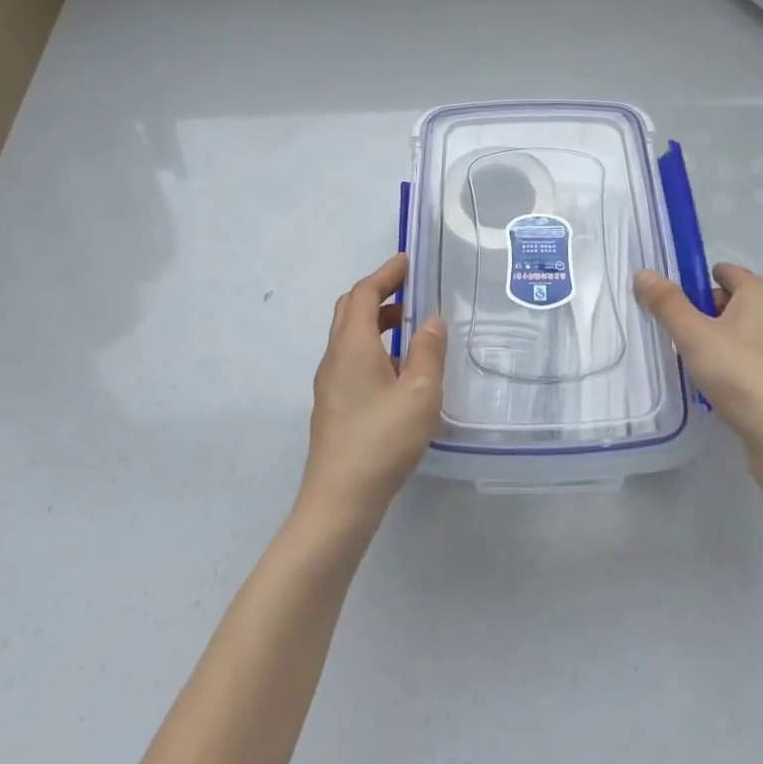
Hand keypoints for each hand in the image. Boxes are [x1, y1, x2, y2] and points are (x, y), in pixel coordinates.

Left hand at [297, 254, 447, 529]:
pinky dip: (374, 347)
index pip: (364, 294)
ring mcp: (330, 384)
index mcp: (352, 345)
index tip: (408, 261)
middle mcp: (335, 357)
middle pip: (350, 310)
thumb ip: (428, 351)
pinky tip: (399, 370)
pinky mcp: (333, 406)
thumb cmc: (381, 440)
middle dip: (379, 293)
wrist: (339, 502)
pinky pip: (352, 359)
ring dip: (377, 321)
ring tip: (412, 327)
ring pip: (350, 336)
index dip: (385, 274)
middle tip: (411, 289)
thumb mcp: (419, 392)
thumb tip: (433, 320)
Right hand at [633, 263, 762, 465]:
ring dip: (709, 341)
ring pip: (734, 332)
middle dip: (698, 312)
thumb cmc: (739, 373)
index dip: (694, 281)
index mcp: (760, 293)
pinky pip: (744, 358)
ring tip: (685, 359)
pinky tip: (707, 383)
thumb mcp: (694, 334)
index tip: (669, 302)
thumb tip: (643, 273)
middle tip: (673, 332)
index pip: (723, 271)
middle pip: (727, 301)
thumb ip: (667, 303)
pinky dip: (725, 364)